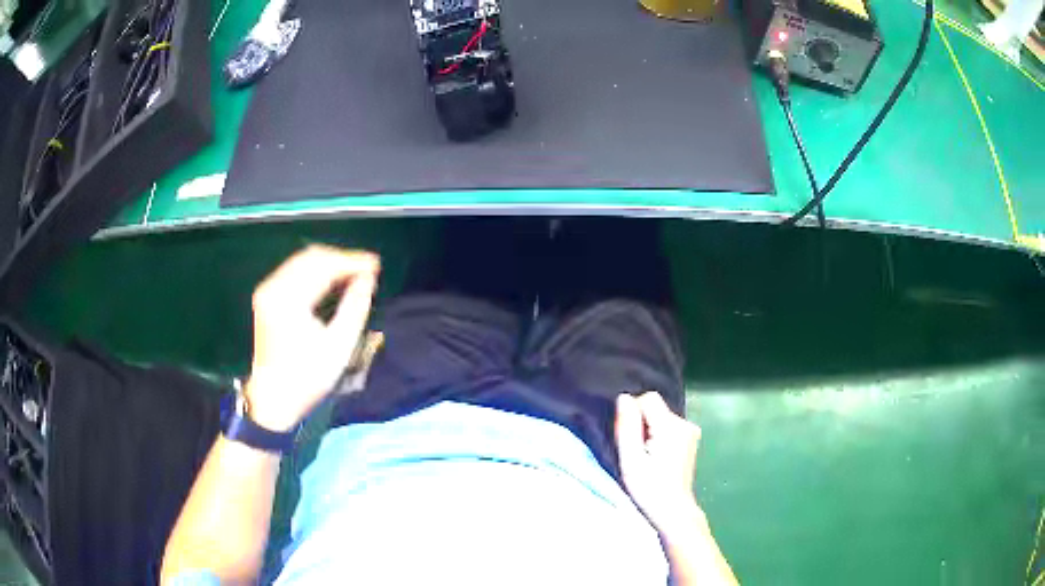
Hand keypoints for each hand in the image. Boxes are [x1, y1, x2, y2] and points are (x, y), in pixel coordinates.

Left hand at [245, 245, 379, 430]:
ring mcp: (267, 291)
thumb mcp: (339, 347)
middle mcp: (273, 288)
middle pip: (311, 257)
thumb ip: (355, 307)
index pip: (324, 266)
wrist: (274, 398)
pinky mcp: (267, 297)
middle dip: (341, 259)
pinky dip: (316, 273)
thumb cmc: (308, 377)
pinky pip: (294, 272)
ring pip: (302, 262)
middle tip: (368, 269)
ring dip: (329, 264)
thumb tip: (368, 279)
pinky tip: (333, 282)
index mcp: (289, 300)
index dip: (352, 262)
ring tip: (354, 274)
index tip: (376, 265)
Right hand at [615, 392, 702, 536]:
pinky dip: (659, 436)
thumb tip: (624, 397)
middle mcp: (685, 423)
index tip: (630, 439)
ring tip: (646, 457)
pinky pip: (668, 425)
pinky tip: (657, 457)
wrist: (674, 510)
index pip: (648, 398)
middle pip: (655, 407)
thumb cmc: (649, 489)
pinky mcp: (691, 439)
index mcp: (671, 427)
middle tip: (636, 452)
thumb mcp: (630, 460)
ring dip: (650, 430)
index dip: (634, 414)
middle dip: (642, 423)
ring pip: (661, 417)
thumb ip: (627, 426)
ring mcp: (691, 431)